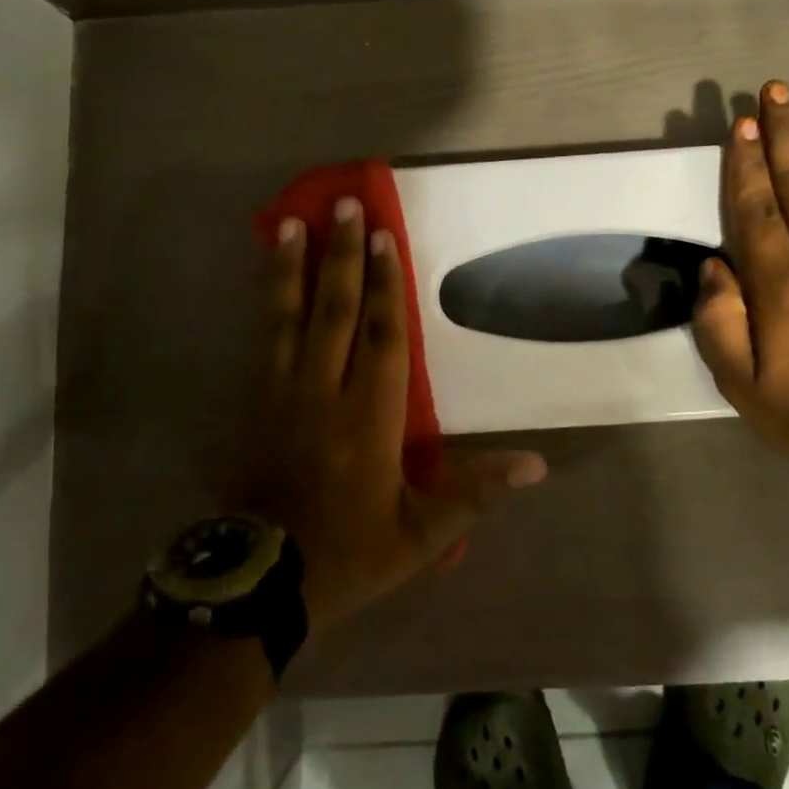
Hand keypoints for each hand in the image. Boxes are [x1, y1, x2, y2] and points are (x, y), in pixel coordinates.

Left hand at [235, 197, 546, 630]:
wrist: (260, 582)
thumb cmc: (348, 552)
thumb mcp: (421, 533)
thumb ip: (475, 493)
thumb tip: (537, 466)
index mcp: (368, 418)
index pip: (381, 336)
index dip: (385, 284)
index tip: (384, 237)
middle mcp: (322, 393)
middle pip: (334, 311)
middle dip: (341, 256)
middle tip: (343, 206)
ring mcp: (280, 395)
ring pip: (287, 318)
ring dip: (291, 268)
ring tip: (290, 222)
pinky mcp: (251, 405)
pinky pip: (259, 341)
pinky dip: (264, 303)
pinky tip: (264, 279)